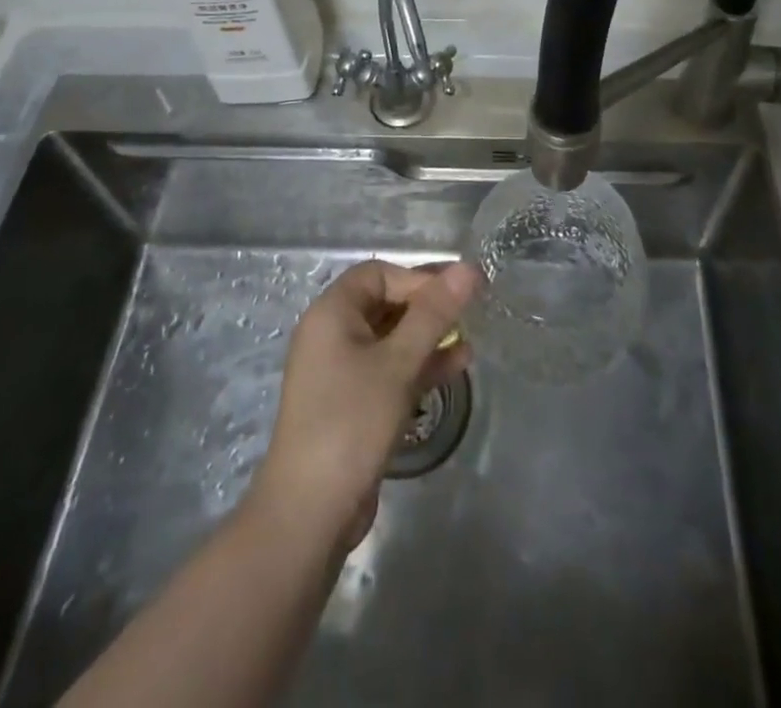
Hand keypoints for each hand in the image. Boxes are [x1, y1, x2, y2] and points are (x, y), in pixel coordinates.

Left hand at [252, 260, 477, 551]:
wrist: (310, 512)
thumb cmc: (352, 421)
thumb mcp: (398, 363)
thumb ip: (434, 314)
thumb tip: (469, 268)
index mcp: (331, 313)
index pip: (378, 274)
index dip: (417, 278)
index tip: (454, 295)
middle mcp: (332, 335)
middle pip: (385, 303)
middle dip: (427, 307)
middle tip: (470, 311)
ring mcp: (340, 371)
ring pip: (391, 339)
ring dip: (428, 337)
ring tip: (469, 339)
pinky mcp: (352, 403)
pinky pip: (389, 369)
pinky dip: (419, 365)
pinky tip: (457, 366)